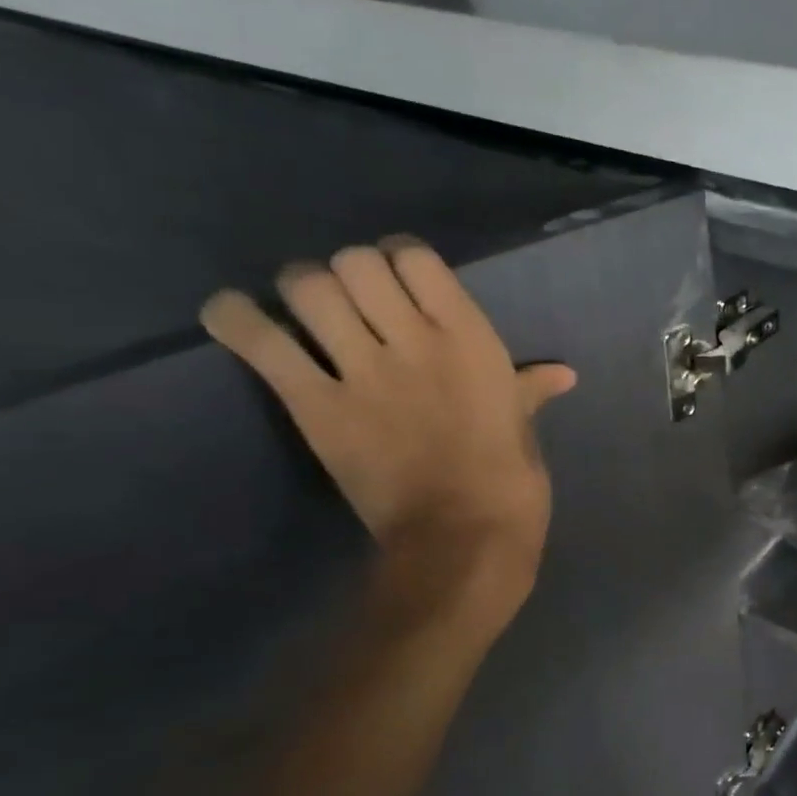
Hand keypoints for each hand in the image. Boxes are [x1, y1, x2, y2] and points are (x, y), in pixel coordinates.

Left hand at [201, 237, 575, 612]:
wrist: (463, 538)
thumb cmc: (510, 482)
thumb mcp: (523, 427)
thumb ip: (528, 389)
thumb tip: (562, 374)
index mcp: (473, 340)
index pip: (416, 258)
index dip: (398, 258)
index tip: (398, 278)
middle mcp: (417, 340)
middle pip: (354, 262)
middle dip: (347, 273)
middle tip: (350, 301)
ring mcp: (364, 371)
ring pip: (308, 287)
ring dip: (301, 290)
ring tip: (304, 311)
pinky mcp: (317, 406)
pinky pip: (261, 343)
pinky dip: (236, 320)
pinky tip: (234, 317)